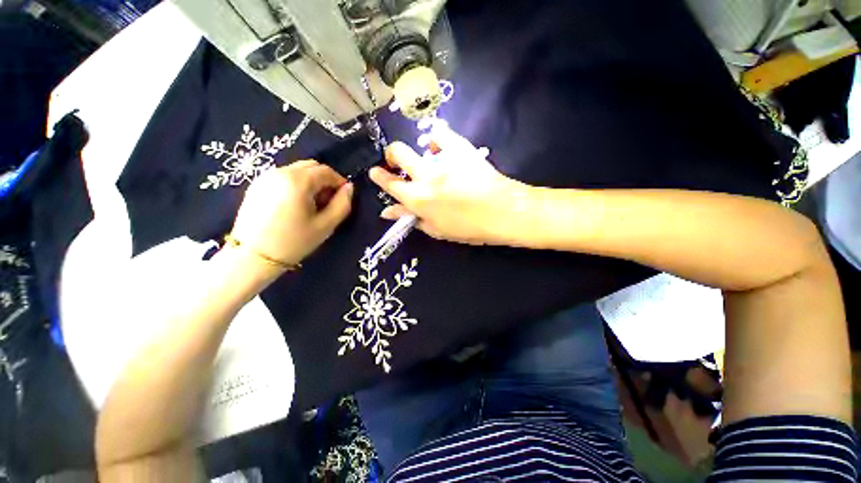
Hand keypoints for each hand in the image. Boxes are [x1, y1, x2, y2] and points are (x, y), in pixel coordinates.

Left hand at [230, 160, 352, 268]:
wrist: (252, 257)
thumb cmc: (294, 242)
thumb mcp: (326, 225)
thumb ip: (342, 204)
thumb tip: (349, 188)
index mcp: (297, 181)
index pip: (326, 171)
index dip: (339, 182)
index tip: (343, 197)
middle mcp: (279, 172)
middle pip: (311, 166)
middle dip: (325, 180)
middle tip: (327, 201)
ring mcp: (265, 177)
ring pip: (297, 170)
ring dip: (310, 182)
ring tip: (311, 205)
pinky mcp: (256, 185)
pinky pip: (284, 176)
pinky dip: (296, 184)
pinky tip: (295, 205)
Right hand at [369, 122, 525, 244]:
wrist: (503, 212)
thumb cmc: (469, 228)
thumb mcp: (436, 230)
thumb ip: (410, 218)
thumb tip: (387, 212)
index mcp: (418, 199)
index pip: (390, 184)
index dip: (379, 176)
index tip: (376, 172)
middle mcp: (426, 175)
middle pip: (397, 153)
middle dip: (391, 155)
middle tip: (397, 162)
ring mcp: (444, 159)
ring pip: (419, 142)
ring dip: (418, 150)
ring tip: (428, 158)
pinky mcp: (461, 148)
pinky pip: (442, 133)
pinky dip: (437, 138)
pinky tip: (440, 147)